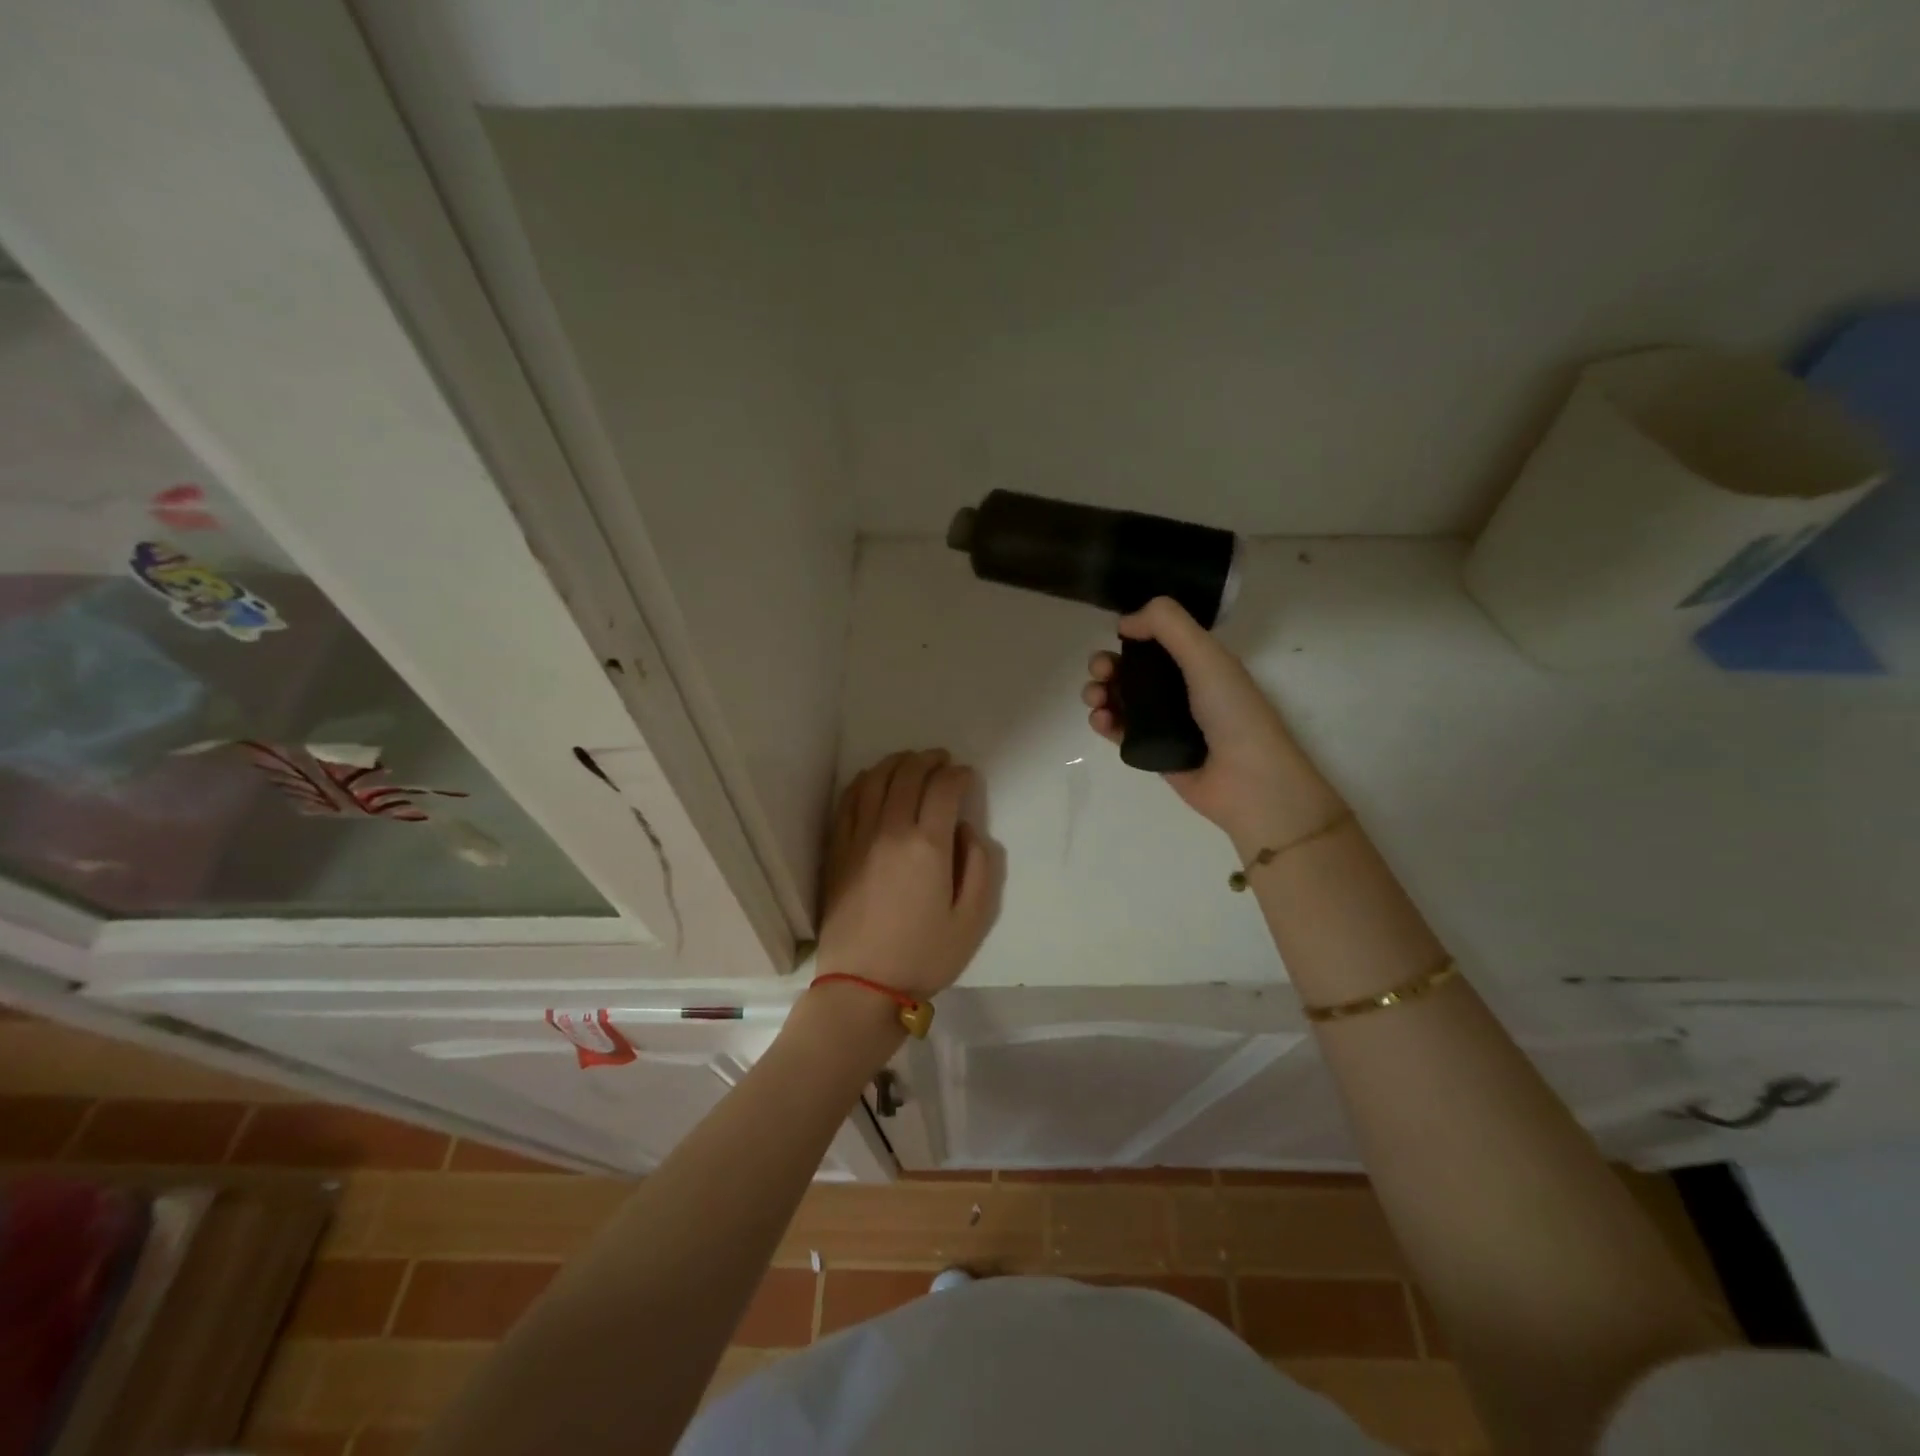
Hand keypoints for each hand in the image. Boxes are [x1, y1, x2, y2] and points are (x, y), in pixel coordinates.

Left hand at [816, 749, 997, 1003]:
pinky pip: (850, 799)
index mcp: (928, 846)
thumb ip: (981, 867)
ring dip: (898, 763)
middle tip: (943, 761)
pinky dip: (866, 780)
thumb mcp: (973, 920)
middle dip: (930, 760)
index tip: (967, 777)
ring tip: (912, 763)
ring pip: (877, 779)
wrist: (862, 986)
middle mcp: (891, 830)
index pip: (944, 788)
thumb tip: (967, 831)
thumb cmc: (923, 956)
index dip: (959, 774)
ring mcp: (859, 837)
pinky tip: (875, 780)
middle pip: (909, 774)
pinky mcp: (837, 848)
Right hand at [1082, 597, 1344, 851]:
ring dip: (1099, 691)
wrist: (1247, 781)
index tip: (1118, 636)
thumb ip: (1167, 625)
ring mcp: (1163, 721)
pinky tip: (1101, 720)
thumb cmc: (1232, 712)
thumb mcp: (1206, 656)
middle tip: (1101, 672)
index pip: (1155, 639)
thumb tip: (1124, 621)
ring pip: (1119, 698)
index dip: (1132, 634)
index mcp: (1197, 661)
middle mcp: (1179, 688)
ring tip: (1096, 698)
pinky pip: (1118, 730)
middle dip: (1107, 664)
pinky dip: (1103, 721)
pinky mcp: (1149, 750)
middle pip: (1130, 668)